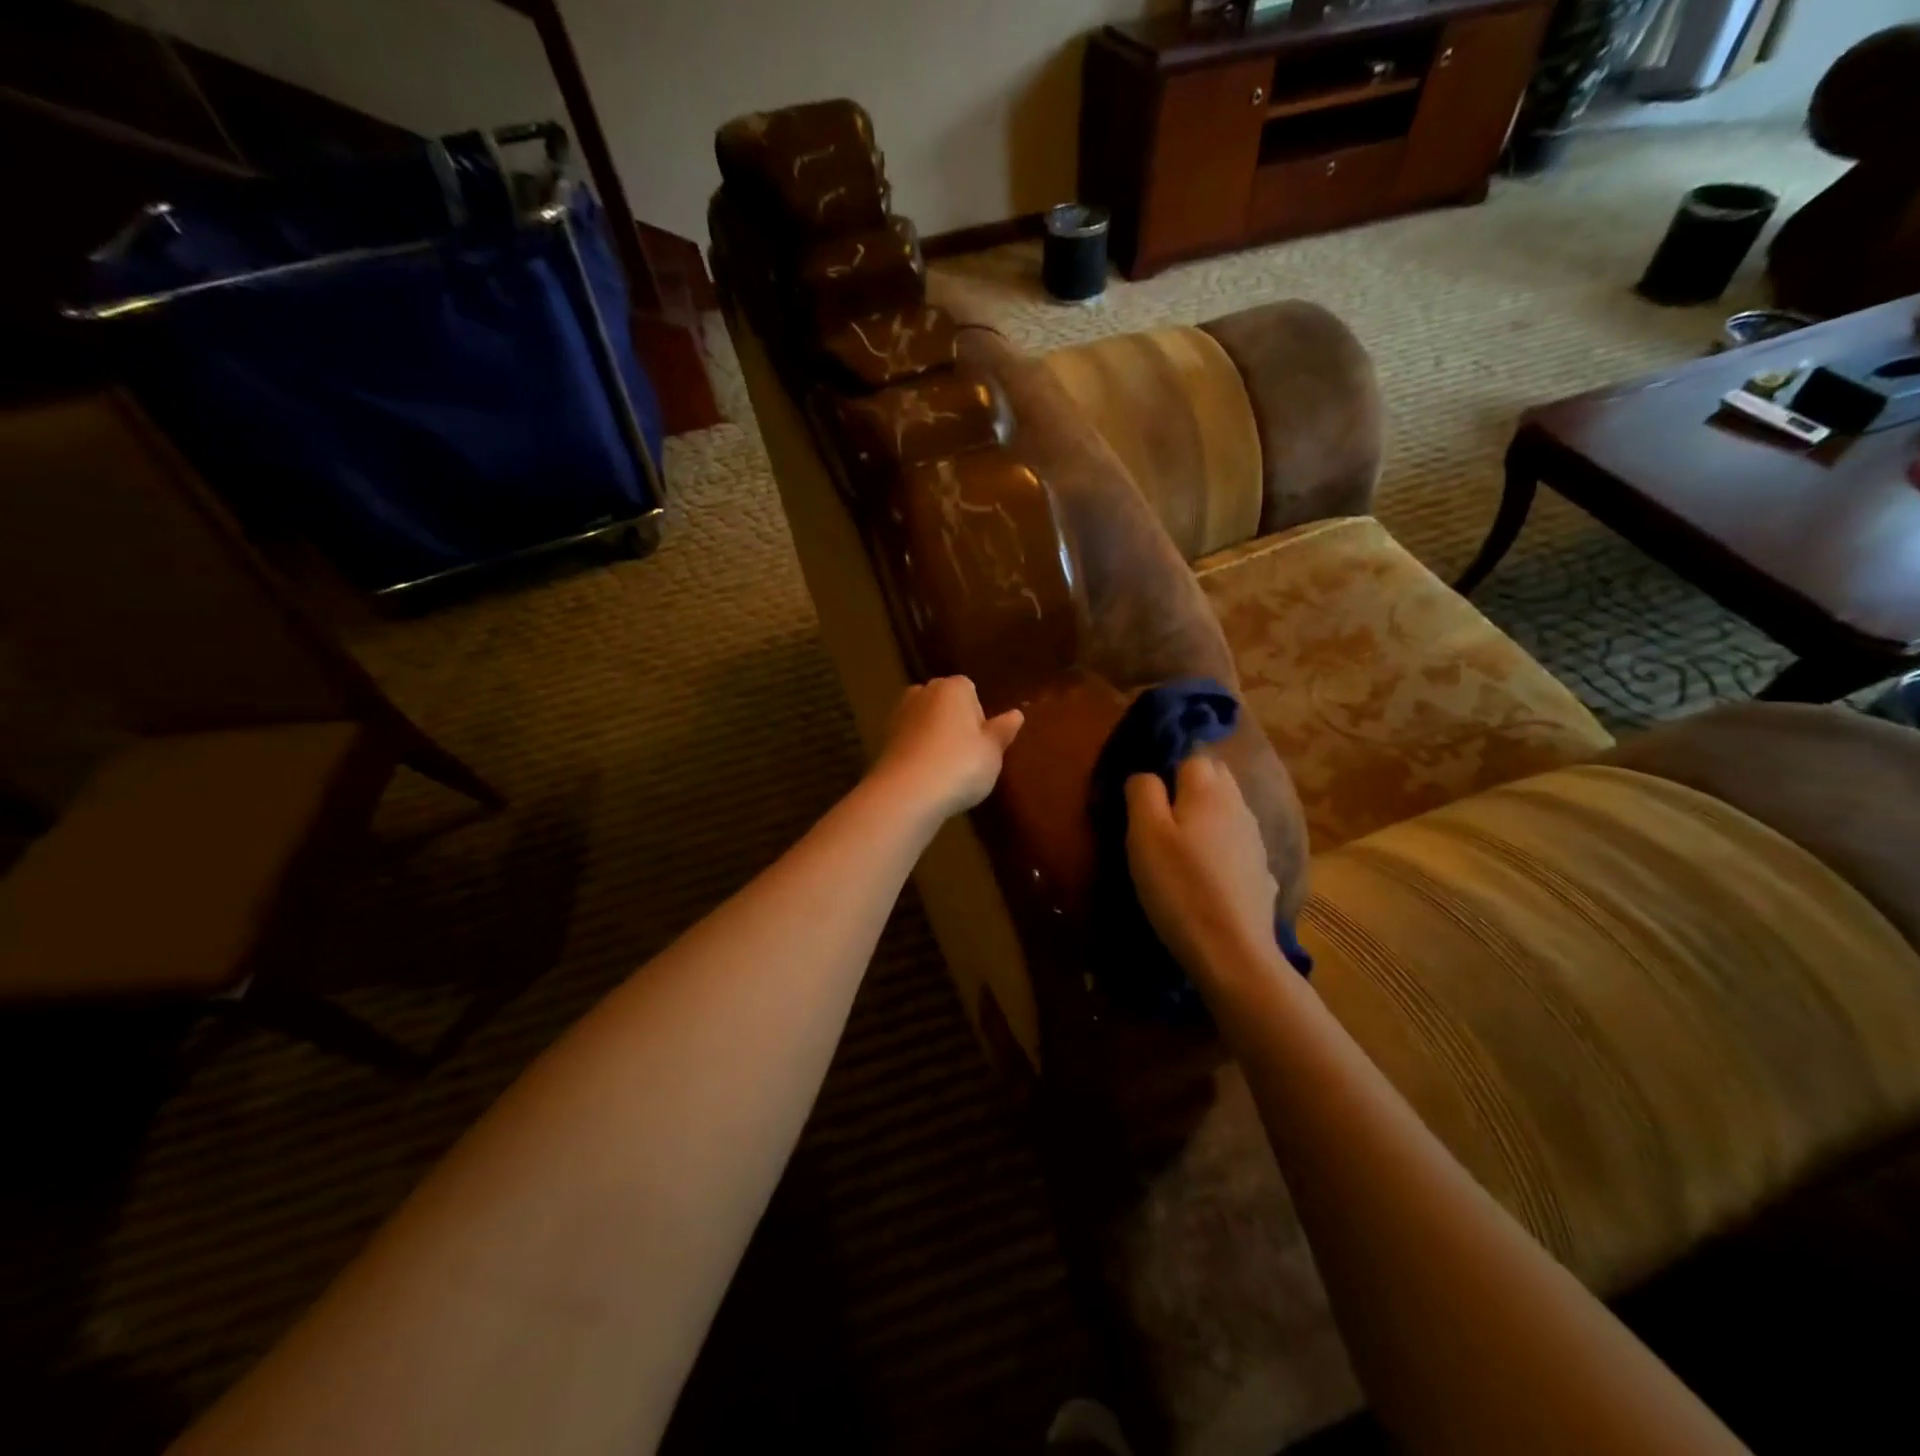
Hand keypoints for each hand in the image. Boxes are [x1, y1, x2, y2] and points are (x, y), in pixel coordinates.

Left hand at [871, 677, 1023, 821]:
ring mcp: (898, 716)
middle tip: (967, 757)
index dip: (979, 717)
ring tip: (946, 771)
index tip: (983, 743)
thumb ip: (1002, 731)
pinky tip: (926, 778)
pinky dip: (917, 754)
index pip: (970, 690)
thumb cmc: (961, 765)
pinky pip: (909, 743)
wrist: (907, 793)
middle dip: (954, 724)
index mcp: (952, 687)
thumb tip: (1017, 714)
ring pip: (924, 723)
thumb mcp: (992, 751)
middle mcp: (922, 693)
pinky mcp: (883, 741)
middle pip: (944, 704)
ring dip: (934, 740)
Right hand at [1125, 755, 1278, 979]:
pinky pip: (1237, 845)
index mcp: (1209, 791)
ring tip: (1180, 846)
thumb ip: (1142, 793)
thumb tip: (1146, 775)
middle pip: (1215, 778)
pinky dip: (1221, 849)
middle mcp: (1238, 806)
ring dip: (1206, 817)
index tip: (1146, 797)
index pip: (1191, 756)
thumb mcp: (1144, 835)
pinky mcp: (1261, 872)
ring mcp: (1255, 840)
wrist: (1232, 952)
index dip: (1167, 769)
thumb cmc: (1180, 887)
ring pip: (1228, 810)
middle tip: (1159, 818)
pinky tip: (1207, 874)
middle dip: (1189, 787)